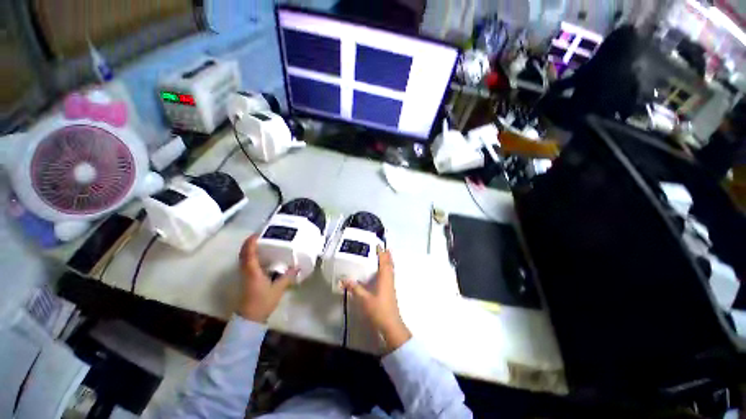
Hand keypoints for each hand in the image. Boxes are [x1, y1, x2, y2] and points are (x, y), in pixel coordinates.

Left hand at [237, 234, 297, 322]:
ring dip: (249, 250)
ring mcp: (245, 276)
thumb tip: (297, 267)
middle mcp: (246, 271)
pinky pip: (247, 264)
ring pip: (244, 259)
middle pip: (243, 254)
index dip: (250, 242)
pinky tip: (262, 258)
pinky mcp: (247, 280)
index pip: (248, 253)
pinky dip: (251, 257)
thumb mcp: (278, 289)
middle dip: (249, 244)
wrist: (250, 318)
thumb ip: (287, 276)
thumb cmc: (262, 302)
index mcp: (252, 271)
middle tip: (260, 236)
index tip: (257, 234)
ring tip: (261, 244)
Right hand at [343, 247, 410, 351]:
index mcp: (385, 278)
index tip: (378, 245)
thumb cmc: (378, 310)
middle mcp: (389, 279)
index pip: (384, 261)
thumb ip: (354, 288)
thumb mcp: (363, 299)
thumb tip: (344, 279)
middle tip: (382, 248)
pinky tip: (381, 274)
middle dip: (386, 256)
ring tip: (382, 257)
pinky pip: (389, 276)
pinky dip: (386, 270)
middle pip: (390, 264)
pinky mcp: (390, 292)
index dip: (382, 252)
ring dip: (387, 262)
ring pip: (390, 270)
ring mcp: (391, 286)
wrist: (390, 326)